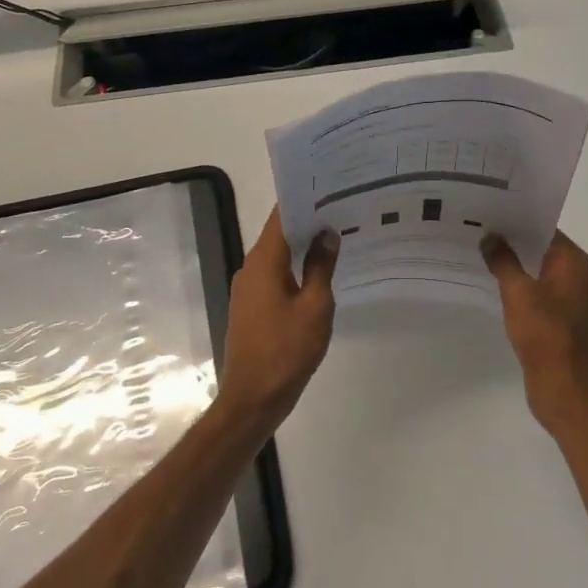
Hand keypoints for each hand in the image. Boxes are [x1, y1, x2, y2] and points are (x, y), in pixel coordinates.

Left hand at [217, 207, 339, 432]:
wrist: (253, 399)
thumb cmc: (287, 350)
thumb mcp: (315, 306)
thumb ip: (321, 266)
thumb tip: (327, 234)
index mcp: (263, 262)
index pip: (281, 217)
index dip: (303, 200)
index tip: (328, 188)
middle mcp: (250, 268)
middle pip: (278, 234)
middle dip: (307, 221)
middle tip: (340, 209)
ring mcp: (247, 289)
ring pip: (276, 256)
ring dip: (301, 246)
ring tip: (334, 237)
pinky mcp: (250, 308)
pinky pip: (273, 276)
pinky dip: (294, 268)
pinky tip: (317, 273)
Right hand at [482, 231, 587, 432]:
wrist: (562, 387)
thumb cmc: (545, 333)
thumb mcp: (518, 292)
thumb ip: (503, 260)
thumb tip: (490, 236)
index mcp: (572, 261)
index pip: (544, 227)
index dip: (517, 217)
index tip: (489, 208)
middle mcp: (573, 273)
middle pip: (538, 245)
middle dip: (510, 238)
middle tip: (475, 225)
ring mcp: (564, 295)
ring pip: (533, 267)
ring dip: (510, 261)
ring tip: (476, 248)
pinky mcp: (554, 314)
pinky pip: (532, 287)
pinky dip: (514, 282)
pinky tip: (487, 278)